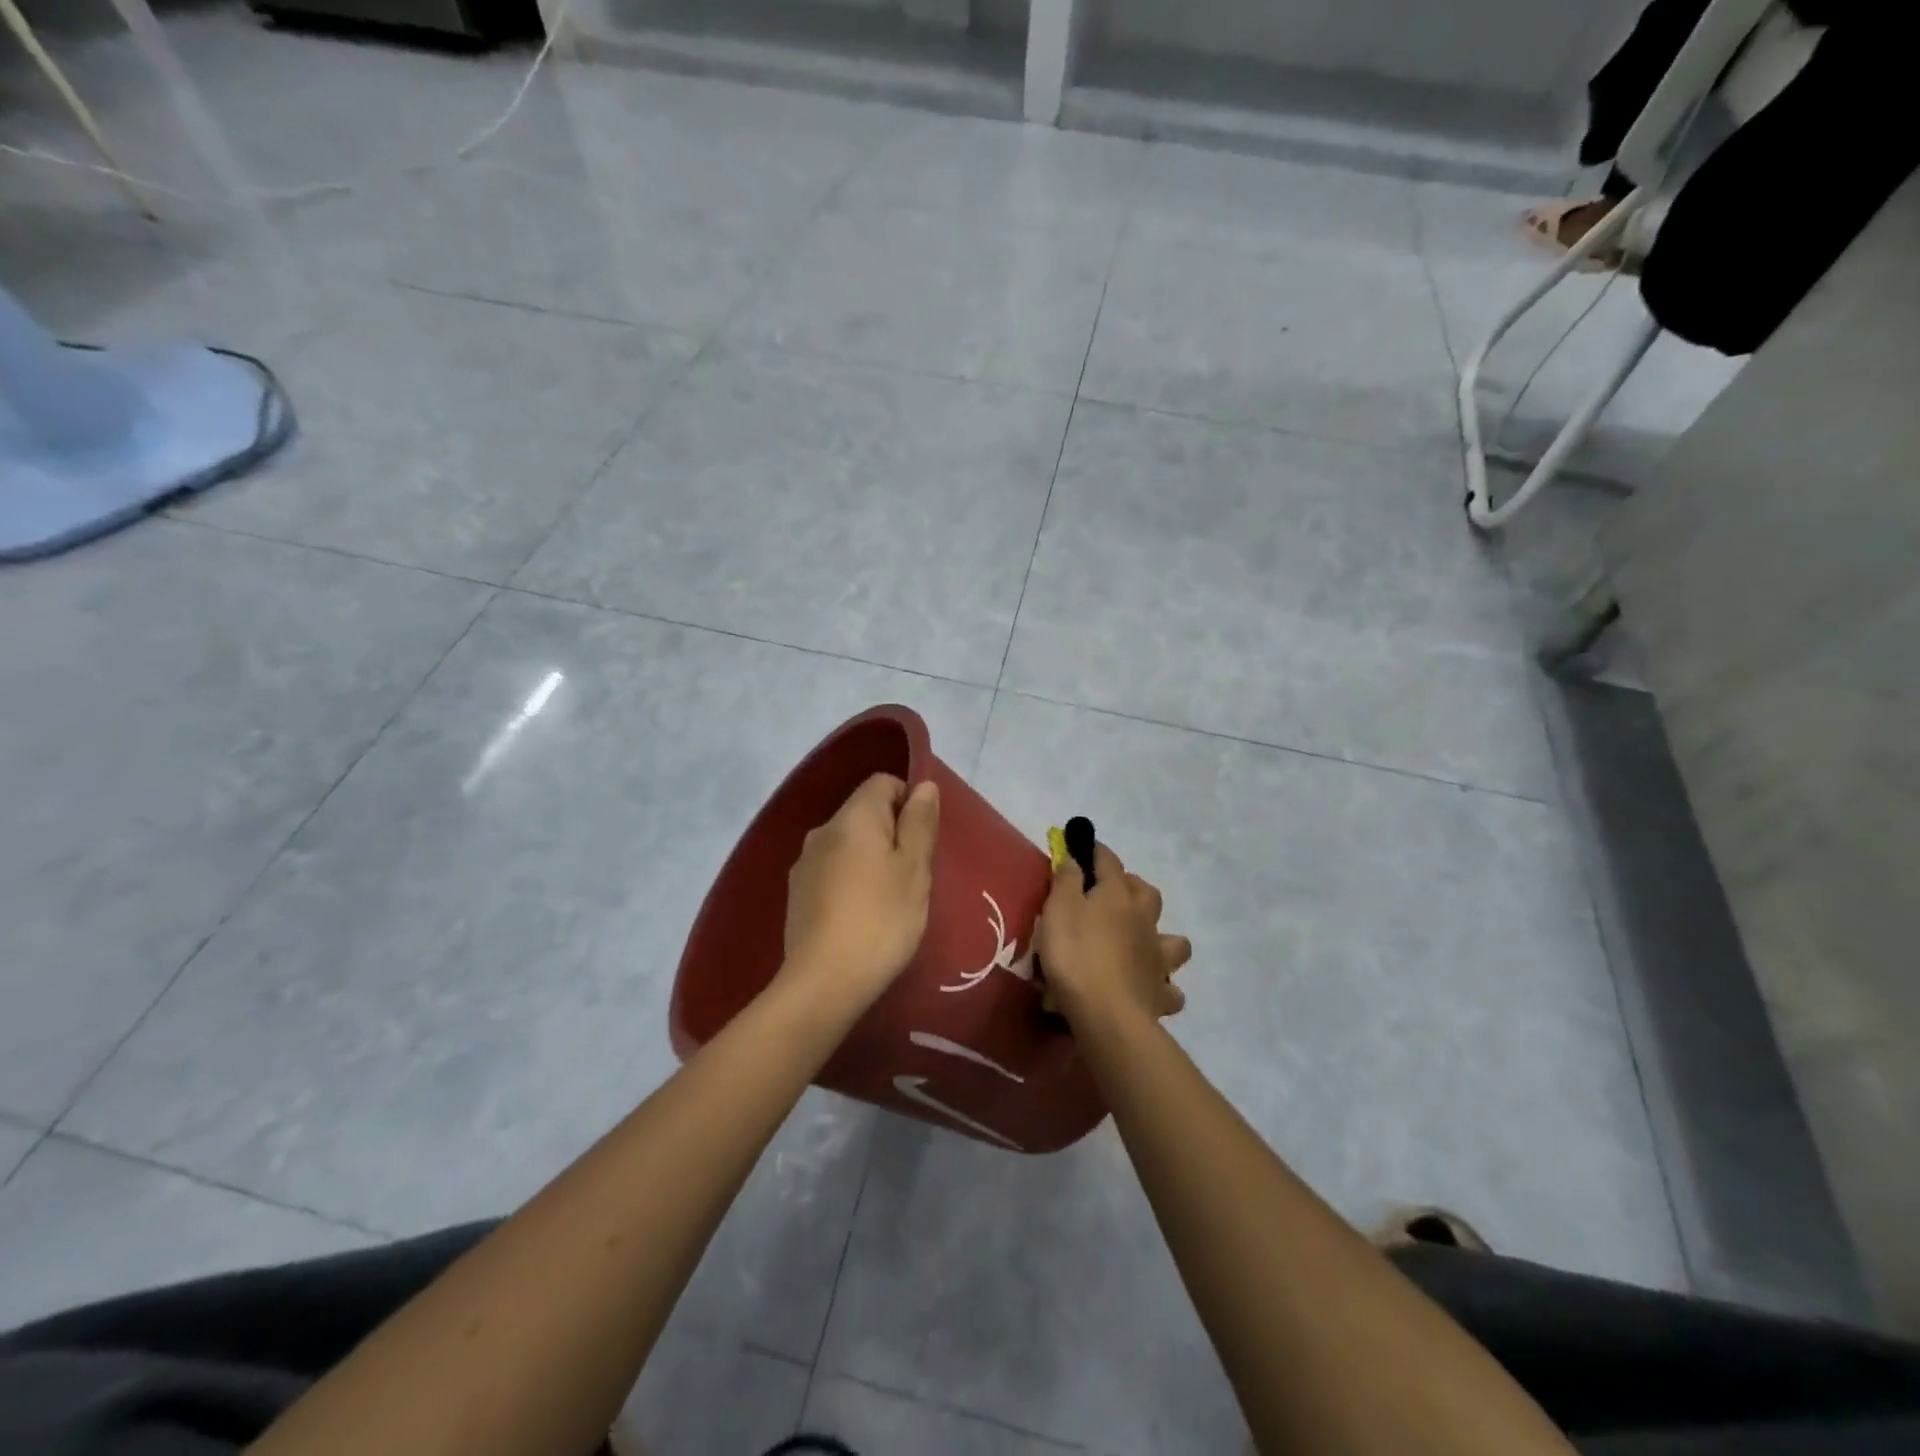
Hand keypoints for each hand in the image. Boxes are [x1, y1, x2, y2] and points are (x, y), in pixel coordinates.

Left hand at [782, 773, 940, 1006]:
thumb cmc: (881, 919)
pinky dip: (849, 882)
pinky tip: (860, 916)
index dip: (908, 801)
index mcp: (853, 817)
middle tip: (912, 876)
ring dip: (869, 859)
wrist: (824, 982)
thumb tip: (923, 785)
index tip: (922, 841)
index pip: (883, 783)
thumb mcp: (914, 869)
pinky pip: (831, 871)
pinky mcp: (796, 894)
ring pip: (847, 844)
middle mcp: (822, 830)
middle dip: (891, 834)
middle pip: (864, 813)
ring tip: (888, 900)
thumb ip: (920, 823)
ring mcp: (804, 863)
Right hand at [1035, 842, 1191, 1023]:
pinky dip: (1164, 987)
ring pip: (1175, 940)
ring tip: (1143, 943)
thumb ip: (1066, 880)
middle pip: (1147, 893)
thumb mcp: (1058, 909)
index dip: (1096, 851)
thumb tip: (1075, 858)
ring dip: (1163, 937)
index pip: (1109, 861)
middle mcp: (1144, 920)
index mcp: (1117, 895)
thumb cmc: (1076, 954)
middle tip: (1111, 894)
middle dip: (1133, 886)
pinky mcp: (1161, 993)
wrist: (1107, 1013)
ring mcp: (1158, 957)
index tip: (1082, 846)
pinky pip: (1171, 989)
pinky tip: (1150, 988)